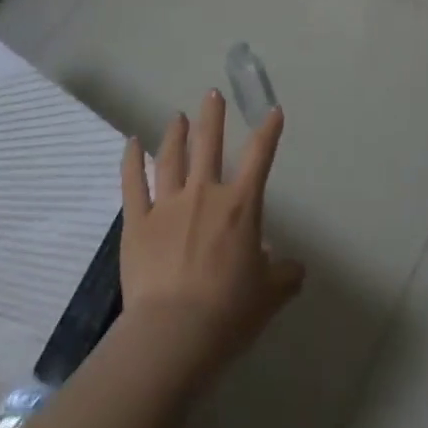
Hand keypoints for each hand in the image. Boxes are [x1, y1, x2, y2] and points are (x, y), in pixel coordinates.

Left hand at [119, 90, 304, 384]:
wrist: (174, 334)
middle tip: (212, 94)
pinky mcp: (138, 222)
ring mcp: (167, 204)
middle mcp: (204, 194)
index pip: (259, 157)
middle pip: (209, 144)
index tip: (273, 111)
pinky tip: (131, 142)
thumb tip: (296, 268)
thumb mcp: (269, 296)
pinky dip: (131, 160)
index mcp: (240, 206)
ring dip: (175, 133)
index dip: (268, 131)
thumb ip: (284, 275)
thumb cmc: (228, 312)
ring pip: (171, 157)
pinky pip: (133, 183)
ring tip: (178, 116)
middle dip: (212, 116)